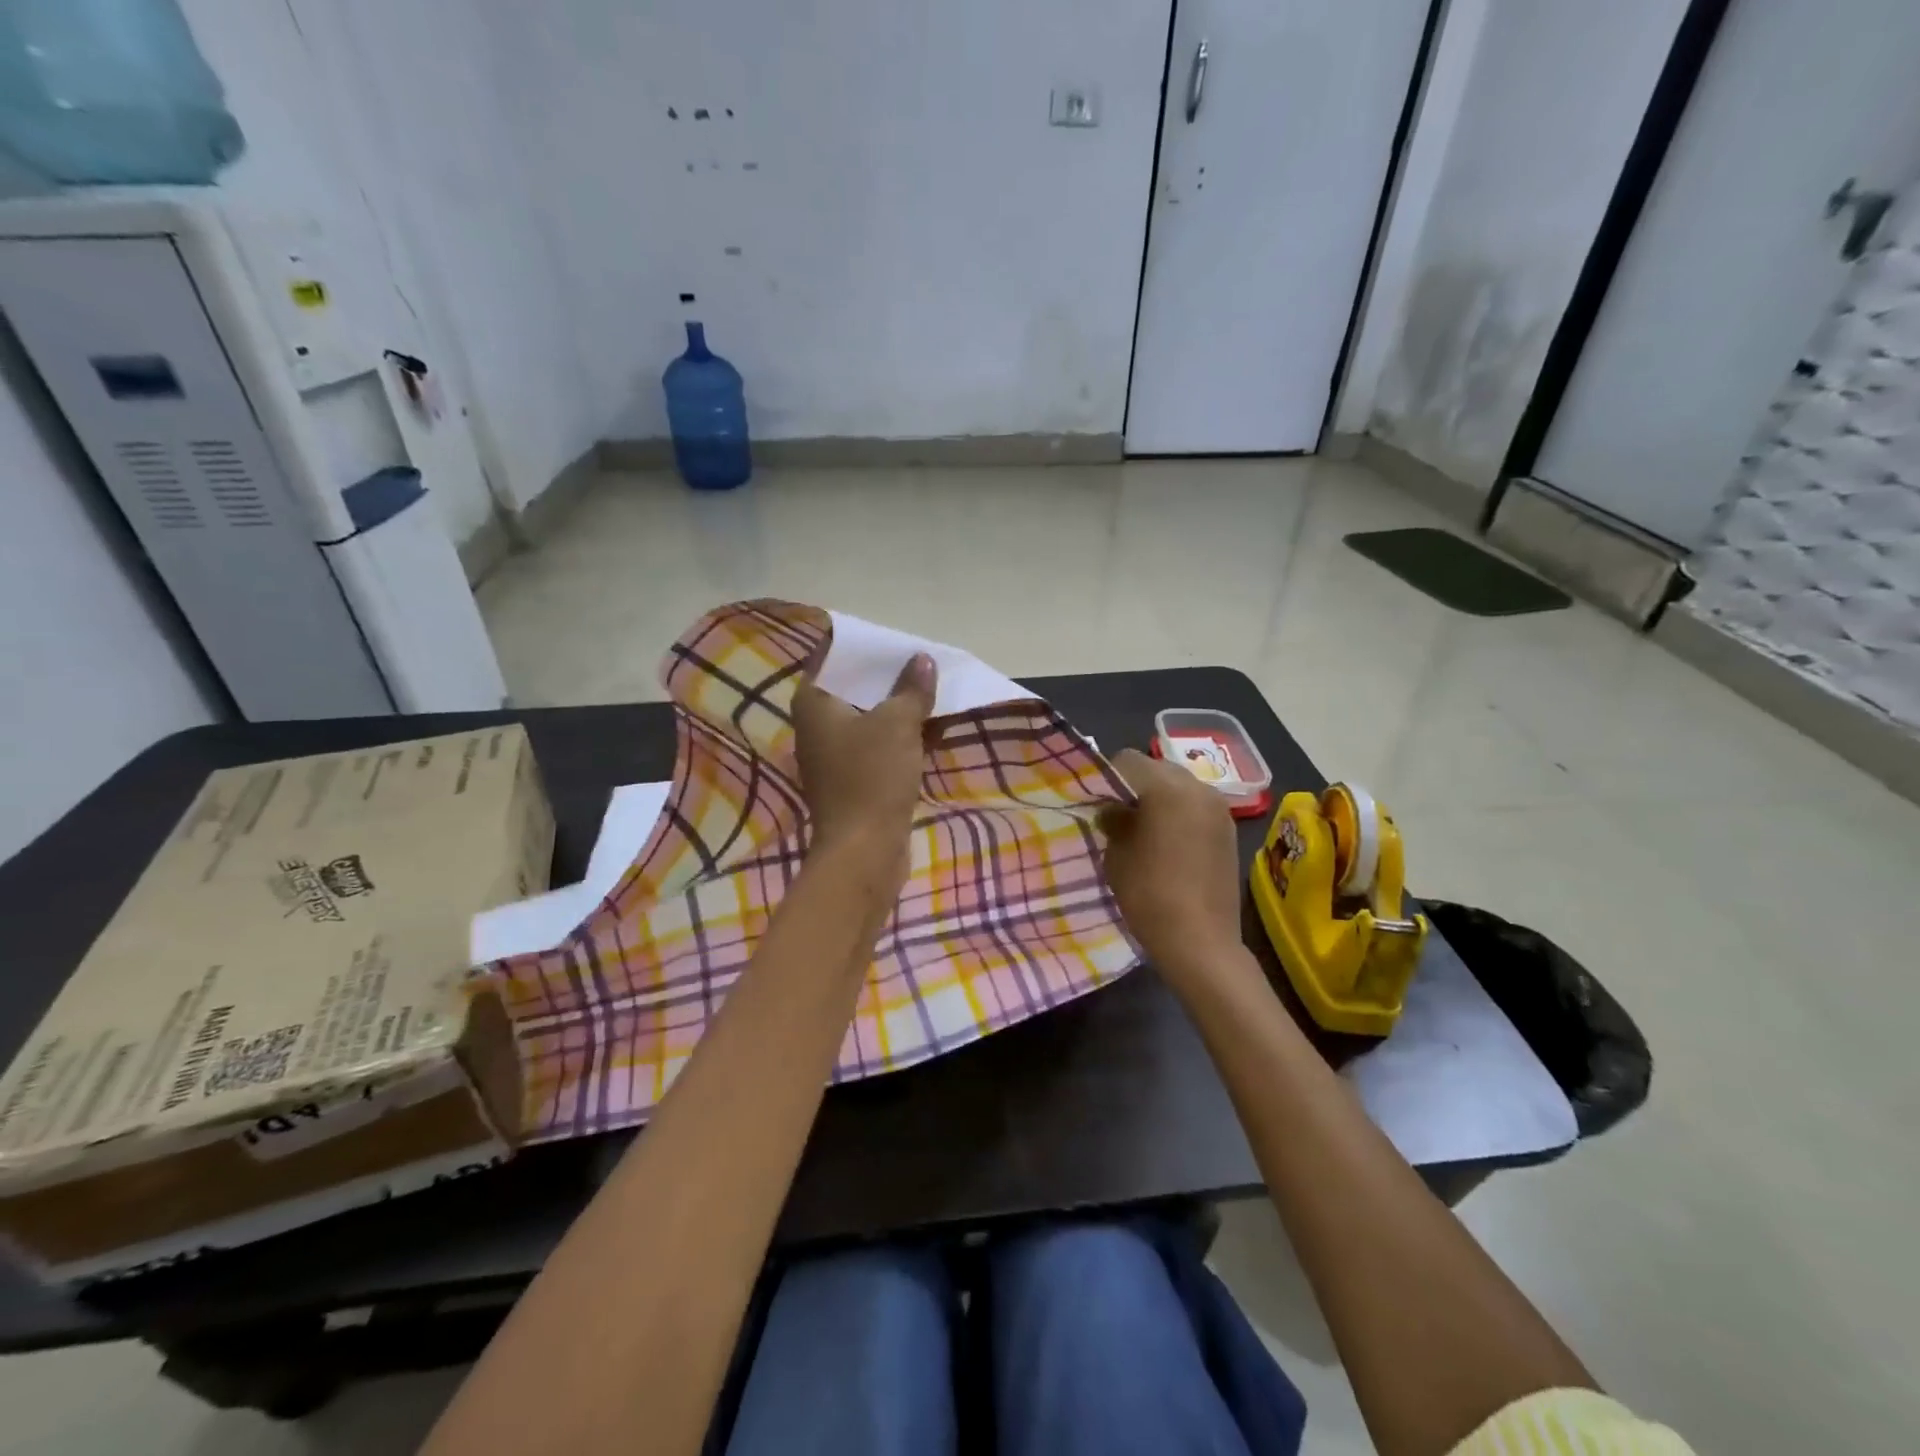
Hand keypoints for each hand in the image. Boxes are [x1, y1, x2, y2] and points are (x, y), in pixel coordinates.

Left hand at [793, 653, 937, 871]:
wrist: (864, 850)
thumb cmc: (872, 777)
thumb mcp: (897, 724)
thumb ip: (911, 689)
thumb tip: (922, 660)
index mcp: (813, 703)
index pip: (830, 657)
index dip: (859, 645)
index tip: (890, 637)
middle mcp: (815, 725)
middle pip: (851, 688)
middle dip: (885, 676)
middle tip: (918, 660)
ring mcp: (833, 756)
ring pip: (867, 718)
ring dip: (896, 708)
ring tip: (930, 689)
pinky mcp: (852, 781)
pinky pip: (876, 745)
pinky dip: (898, 736)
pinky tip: (929, 729)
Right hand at [1099, 748, 1243, 989]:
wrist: (1200, 942)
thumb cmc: (1149, 894)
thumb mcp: (1117, 853)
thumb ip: (1113, 820)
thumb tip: (1113, 809)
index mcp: (1167, 787)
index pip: (1127, 760)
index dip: (1106, 777)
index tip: (1095, 801)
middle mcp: (1198, 787)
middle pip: (1156, 768)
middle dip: (1134, 785)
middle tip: (1116, 814)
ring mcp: (1218, 807)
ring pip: (1178, 785)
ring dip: (1158, 798)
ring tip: (1143, 828)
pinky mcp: (1228, 828)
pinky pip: (1195, 805)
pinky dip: (1178, 812)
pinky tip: (1167, 842)